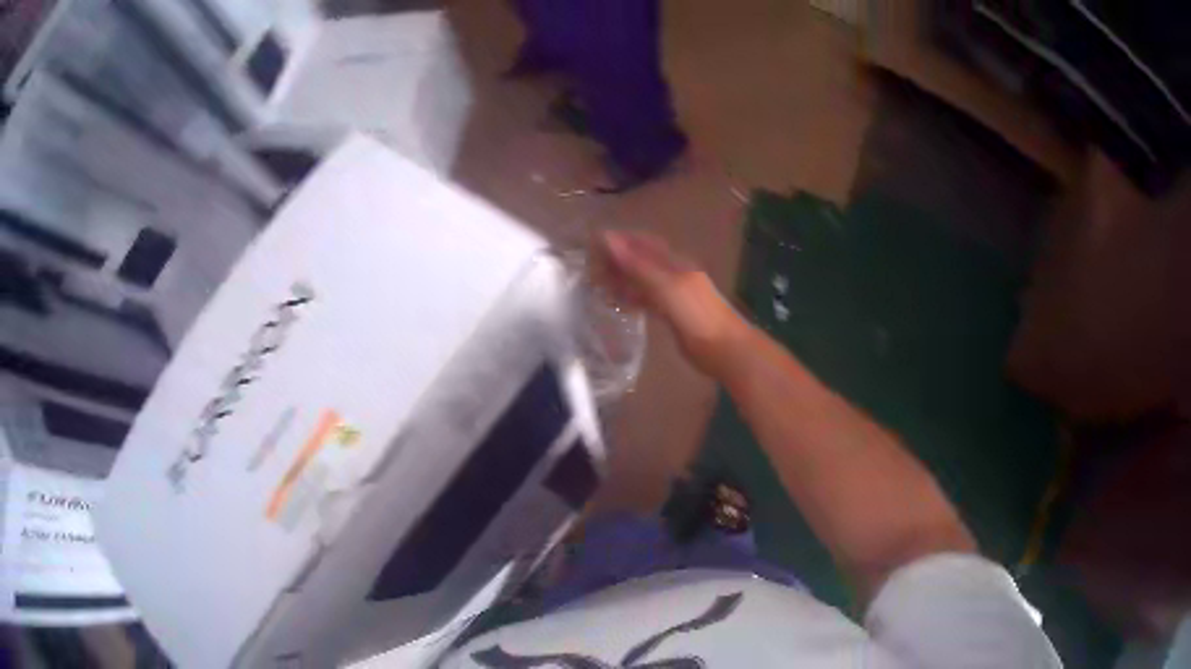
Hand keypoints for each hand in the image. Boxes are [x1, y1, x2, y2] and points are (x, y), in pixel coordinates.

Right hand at [597, 230, 746, 377]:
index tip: (592, 244)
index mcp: (674, 263)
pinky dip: (631, 298)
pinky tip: (618, 303)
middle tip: (590, 269)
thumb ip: (637, 265)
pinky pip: (647, 300)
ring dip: (622, 279)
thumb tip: (608, 239)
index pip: (642, 243)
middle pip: (641, 260)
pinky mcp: (673, 315)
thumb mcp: (665, 287)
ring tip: (597, 285)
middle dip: (617, 260)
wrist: (724, 349)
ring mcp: (674, 295)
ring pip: (642, 280)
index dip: (619, 240)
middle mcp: (673, 274)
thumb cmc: (696, 315)